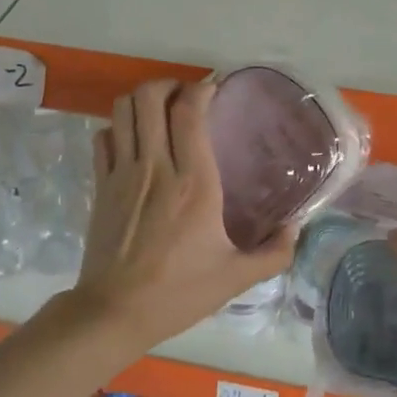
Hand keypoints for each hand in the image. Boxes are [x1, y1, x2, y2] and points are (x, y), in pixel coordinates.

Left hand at [71, 79, 295, 349]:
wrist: (116, 312)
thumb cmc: (179, 292)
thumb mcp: (236, 278)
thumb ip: (274, 252)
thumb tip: (296, 228)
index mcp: (194, 184)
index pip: (189, 113)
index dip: (200, 90)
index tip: (214, 89)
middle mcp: (156, 168)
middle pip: (149, 98)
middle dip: (168, 85)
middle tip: (186, 99)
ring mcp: (122, 174)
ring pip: (122, 111)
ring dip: (141, 101)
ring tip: (160, 112)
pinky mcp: (100, 186)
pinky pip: (103, 138)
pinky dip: (118, 128)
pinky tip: (133, 142)